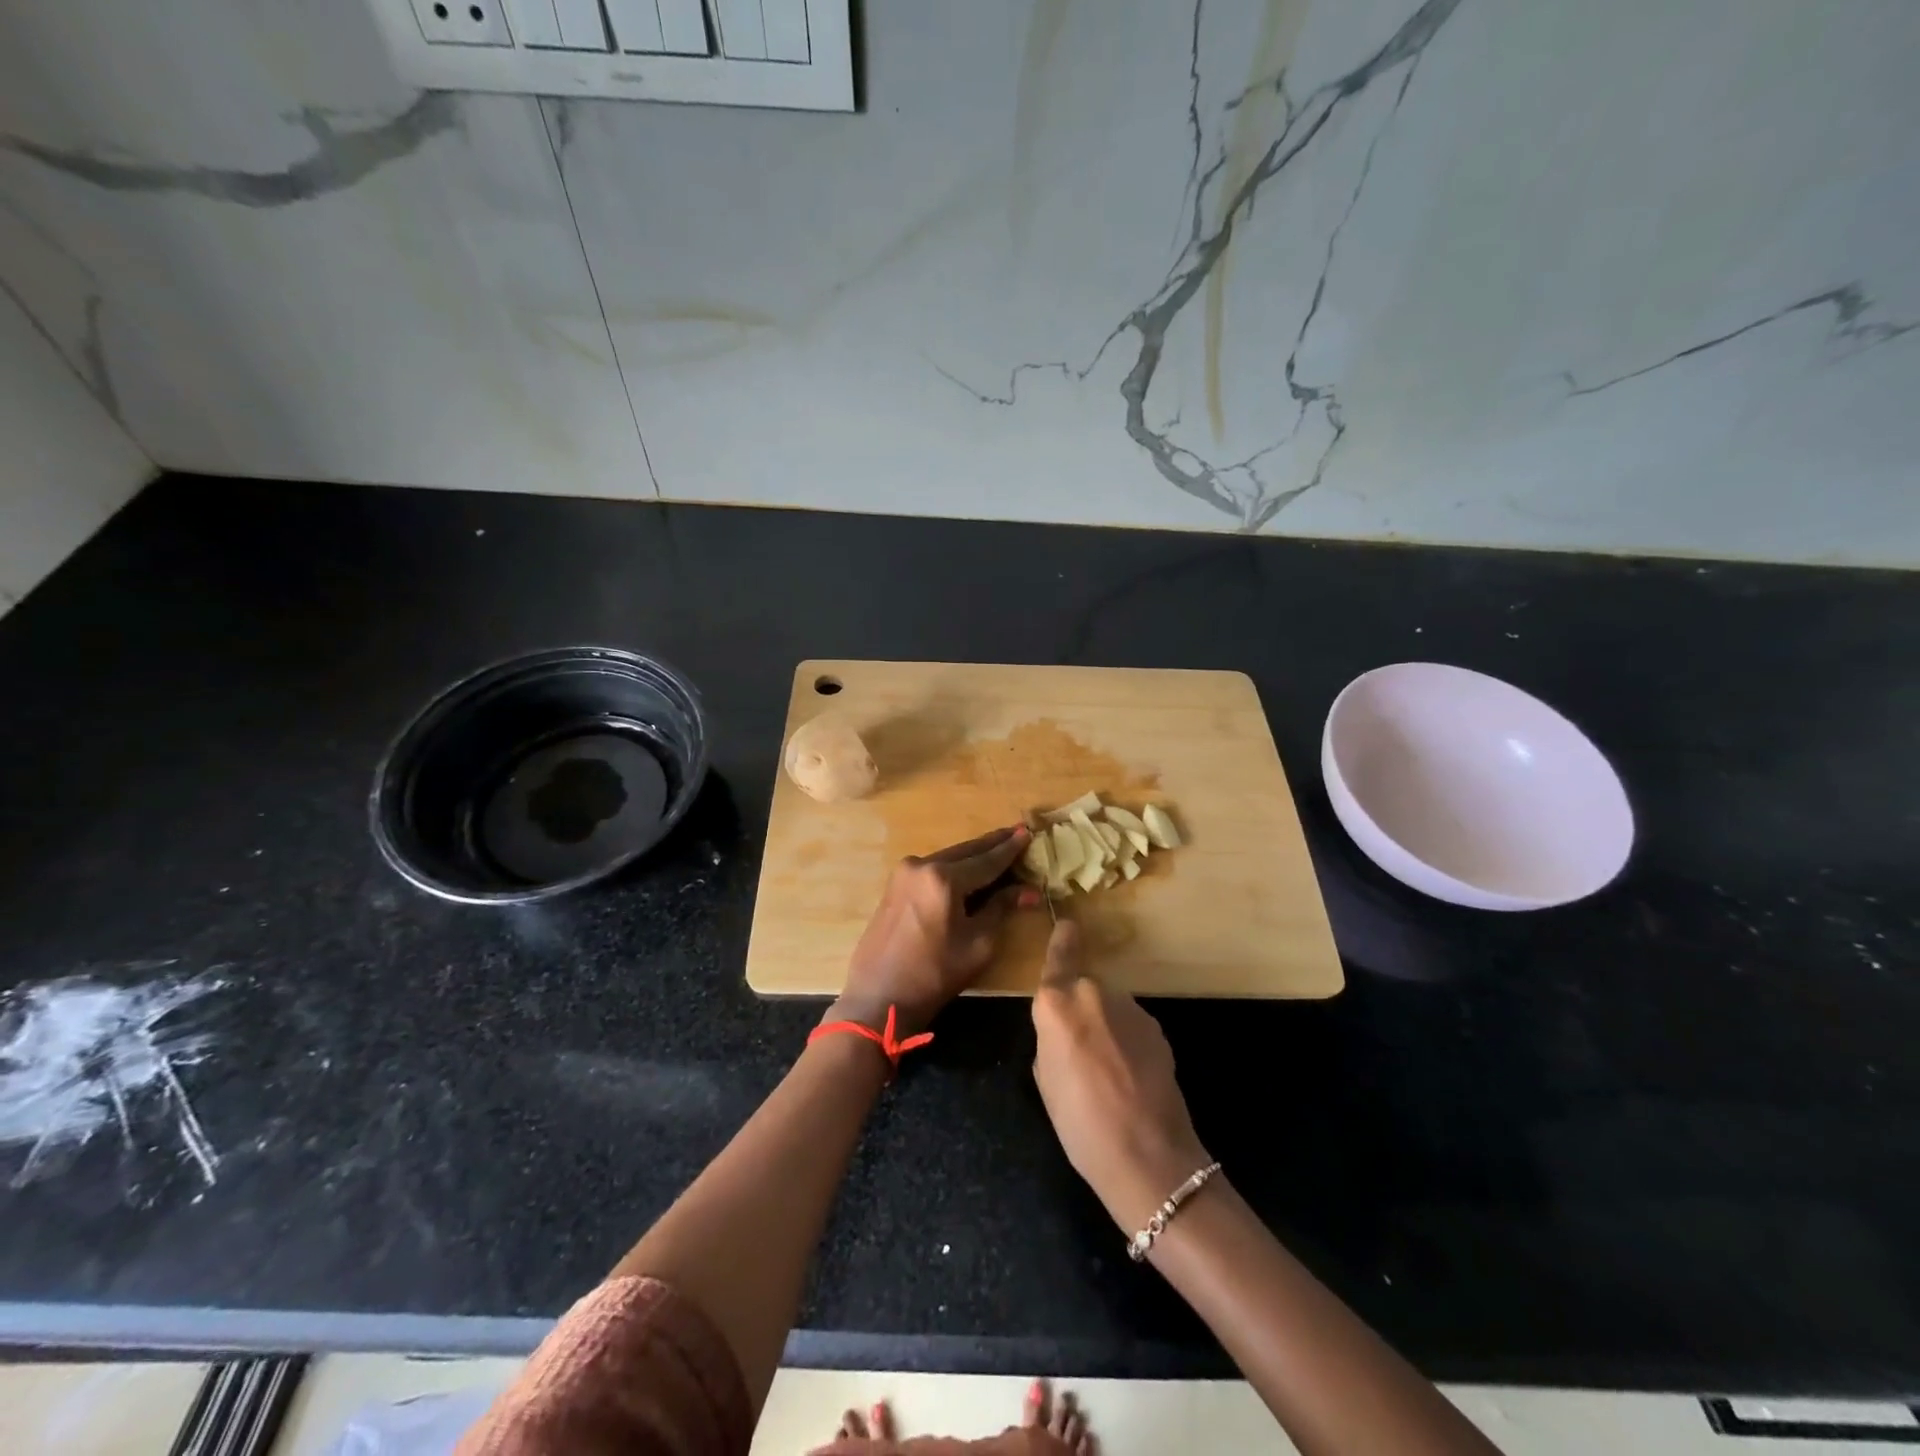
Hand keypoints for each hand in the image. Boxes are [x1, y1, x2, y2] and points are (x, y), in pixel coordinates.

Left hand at [831, 825, 1037, 1036]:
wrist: (879, 996)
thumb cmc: (934, 975)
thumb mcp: (977, 945)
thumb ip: (1001, 909)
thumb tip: (1029, 891)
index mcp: (943, 878)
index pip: (987, 860)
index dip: (1010, 849)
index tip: (1028, 832)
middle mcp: (921, 865)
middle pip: (966, 851)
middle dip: (992, 844)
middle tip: (1016, 832)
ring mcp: (904, 873)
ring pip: (948, 858)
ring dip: (973, 856)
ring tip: (997, 849)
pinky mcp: (895, 885)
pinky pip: (932, 869)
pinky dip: (953, 867)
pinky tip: (968, 870)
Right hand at [1031, 921, 1211, 1233]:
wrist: (1148, 1156)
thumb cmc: (1080, 1124)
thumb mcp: (1045, 1079)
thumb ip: (1049, 1038)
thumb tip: (1062, 1029)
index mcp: (1057, 1004)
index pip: (1059, 954)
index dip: (1062, 939)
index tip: (1066, 925)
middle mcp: (1093, 993)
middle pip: (1083, 987)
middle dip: (1080, 1009)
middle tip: (1078, 1051)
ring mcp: (1130, 1008)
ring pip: (1109, 1007)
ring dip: (1105, 1027)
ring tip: (1109, 1073)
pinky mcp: (1156, 1027)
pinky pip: (1130, 1025)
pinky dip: (1127, 1041)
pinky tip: (1131, 1077)